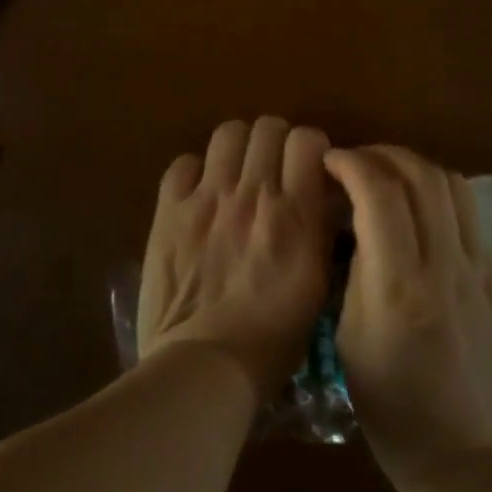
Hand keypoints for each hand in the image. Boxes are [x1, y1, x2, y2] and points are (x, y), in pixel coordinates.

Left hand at [137, 117, 333, 399]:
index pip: (307, 138)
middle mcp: (253, 192)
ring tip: (237, 172)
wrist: (205, 364)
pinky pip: (183, 163)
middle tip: (273, 168)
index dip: (310, 147)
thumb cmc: (273, 337)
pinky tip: (199, 194)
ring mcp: (207, 197)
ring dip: (238, 147)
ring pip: (227, 133)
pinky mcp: (169, 210)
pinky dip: (195, 171)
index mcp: (295, 212)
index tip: (309, 168)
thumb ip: (320, 231)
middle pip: (267, 127)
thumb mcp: (317, 284)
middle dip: (275, 142)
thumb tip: (322, 198)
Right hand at [325, 145, 491, 487]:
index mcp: (398, 286)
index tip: (330, 161)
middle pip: (422, 176)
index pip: (379, 193)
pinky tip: (421, 213)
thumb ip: (357, 271)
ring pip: (454, 186)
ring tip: (389, 177)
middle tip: (356, 161)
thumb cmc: (390, 406)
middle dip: (383, 155)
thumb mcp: (349, 338)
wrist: (461, 452)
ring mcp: (480, 270)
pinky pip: (471, 216)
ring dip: (416, 168)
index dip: (351, 164)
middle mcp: (445, 266)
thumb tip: (360, 222)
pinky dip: (440, 196)